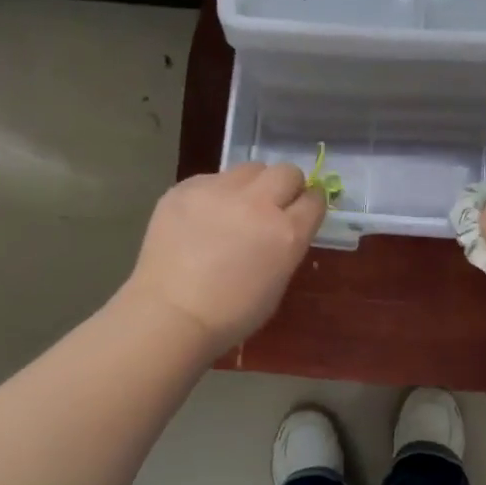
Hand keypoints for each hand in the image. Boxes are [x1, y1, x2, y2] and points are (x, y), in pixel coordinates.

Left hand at [122, 162, 325, 356]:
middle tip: (273, 206)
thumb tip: (282, 227)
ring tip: (234, 209)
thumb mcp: (277, 283)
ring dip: (251, 186)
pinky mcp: (186, 188)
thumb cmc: (231, 314)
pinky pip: (212, 179)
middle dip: (286, 186)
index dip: (311, 203)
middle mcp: (258, 203)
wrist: (171, 315)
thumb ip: (286, 246)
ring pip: (249, 169)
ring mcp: (219, 191)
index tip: (303, 210)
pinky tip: (201, 219)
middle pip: (287, 172)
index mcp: (286, 233)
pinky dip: (215, 194)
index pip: (314, 199)